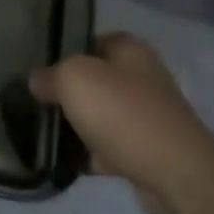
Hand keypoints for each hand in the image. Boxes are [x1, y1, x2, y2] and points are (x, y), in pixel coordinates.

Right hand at [30, 32, 213, 213]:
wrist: (175, 173)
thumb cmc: (122, 112)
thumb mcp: (73, 79)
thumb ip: (50, 75)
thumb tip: (38, 81)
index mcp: (130, 50)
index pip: (92, 40)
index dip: (66, 52)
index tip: (41, 69)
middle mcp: (144, 77)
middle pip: (98, 79)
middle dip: (72, 92)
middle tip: (41, 101)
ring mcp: (150, 115)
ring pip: (105, 114)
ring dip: (82, 125)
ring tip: (50, 134)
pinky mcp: (152, 151)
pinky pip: (114, 147)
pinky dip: (95, 154)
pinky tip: (72, 162)